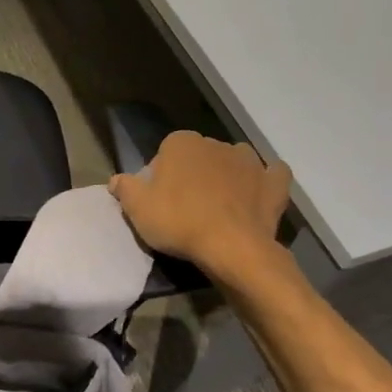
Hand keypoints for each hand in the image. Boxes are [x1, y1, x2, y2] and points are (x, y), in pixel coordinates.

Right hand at [109, 131, 291, 273]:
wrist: (232, 247)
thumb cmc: (179, 222)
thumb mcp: (137, 209)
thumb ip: (124, 188)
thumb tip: (116, 180)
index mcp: (181, 143)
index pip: (165, 152)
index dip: (160, 175)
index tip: (159, 198)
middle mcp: (216, 143)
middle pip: (199, 156)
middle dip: (193, 173)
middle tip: (186, 205)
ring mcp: (250, 161)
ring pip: (233, 160)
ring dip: (227, 174)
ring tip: (220, 203)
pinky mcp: (274, 182)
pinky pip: (271, 173)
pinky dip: (265, 180)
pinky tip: (257, 193)